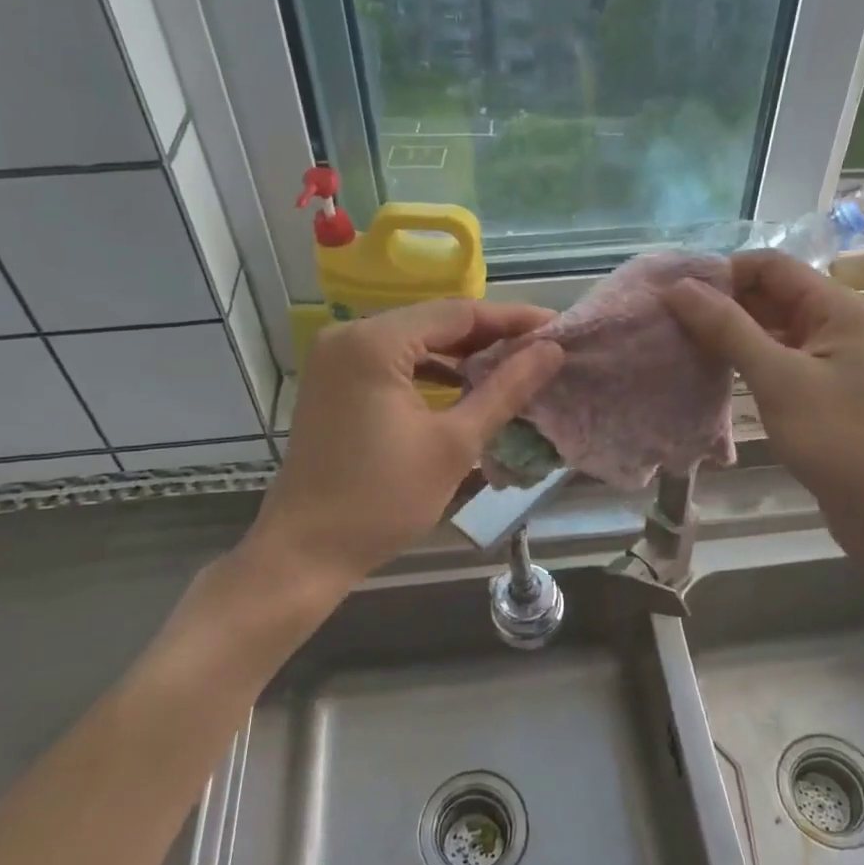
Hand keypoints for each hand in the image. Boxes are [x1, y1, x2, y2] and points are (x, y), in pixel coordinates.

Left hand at [252, 299, 563, 588]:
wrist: (307, 551)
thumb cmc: (383, 499)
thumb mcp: (455, 443)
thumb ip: (506, 390)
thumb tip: (552, 352)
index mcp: (375, 342)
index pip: (458, 313)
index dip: (512, 320)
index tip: (557, 328)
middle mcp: (349, 335)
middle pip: (434, 322)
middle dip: (489, 336)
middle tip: (541, 349)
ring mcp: (336, 358)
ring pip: (414, 341)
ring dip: (461, 353)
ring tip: (512, 366)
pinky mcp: (333, 382)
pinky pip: (392, 360)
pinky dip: (429, 370)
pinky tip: (463, 384)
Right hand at [664, 252, 863, 536]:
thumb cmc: (838, 437)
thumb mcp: (778, 378)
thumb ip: (728, 329)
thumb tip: (679, 288)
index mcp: (836, 307)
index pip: (771, 267)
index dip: (723, 273)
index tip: (676, 295)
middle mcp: (834, 323)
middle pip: (769, 295)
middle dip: (720, 304)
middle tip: (668, 322)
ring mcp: (827, 358)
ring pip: (769, 329)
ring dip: (728, 334)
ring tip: (678, 344)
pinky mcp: (818, 389)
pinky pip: (774, 359)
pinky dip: (743, 361)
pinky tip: (709, 372)